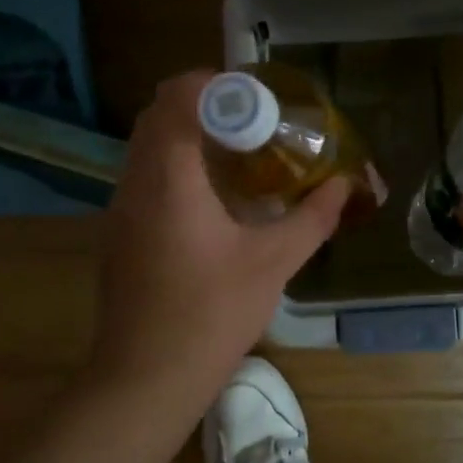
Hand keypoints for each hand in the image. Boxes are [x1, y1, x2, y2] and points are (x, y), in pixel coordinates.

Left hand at [90, 71, 349, 405]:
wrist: (145, 378)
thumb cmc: (211, 314)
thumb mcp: (273, 263)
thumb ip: (312, 218)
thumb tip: (344, 185)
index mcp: (169, 179)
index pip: (177, 98)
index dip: (214, 84)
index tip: (254, 96)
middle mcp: (135, 183)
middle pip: (156, 115)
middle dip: (201, 105)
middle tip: (250, 121)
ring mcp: (119, 209)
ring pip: (145, 146)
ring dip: (185, 135)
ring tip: (235, 153)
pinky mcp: (117, 233)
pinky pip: (142, 176)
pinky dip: (173, 166)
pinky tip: (210, 198)